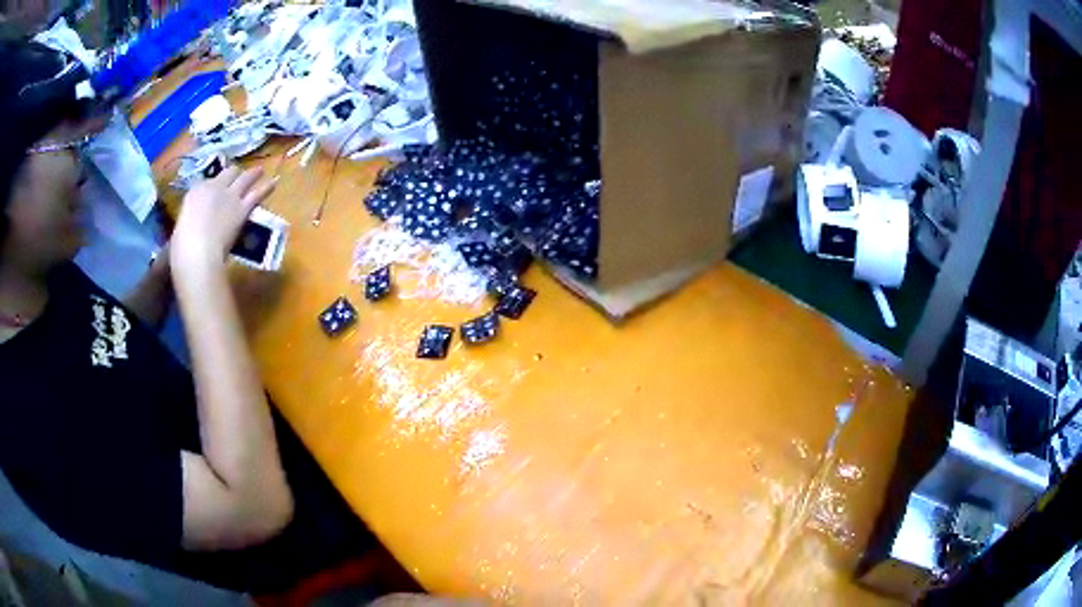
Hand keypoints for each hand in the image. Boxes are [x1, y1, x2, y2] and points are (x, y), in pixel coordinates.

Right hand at [171, 167, 276, 272]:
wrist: (198, 251)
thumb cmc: (183, 246)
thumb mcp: (183, 225)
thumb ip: (193, 217)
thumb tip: (199, 221)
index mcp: (194, 192)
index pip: (206, 182)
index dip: (213, 185)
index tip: (216, 188)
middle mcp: (213, 187)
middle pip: (227, 173)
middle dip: (233, 174)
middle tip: (238, 174)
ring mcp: (230, 195)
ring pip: (244, 178)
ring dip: (253, 174)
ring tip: (260, 170)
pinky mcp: (243, 207)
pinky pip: (257, 194)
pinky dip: (266, 188)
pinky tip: (273, 183)